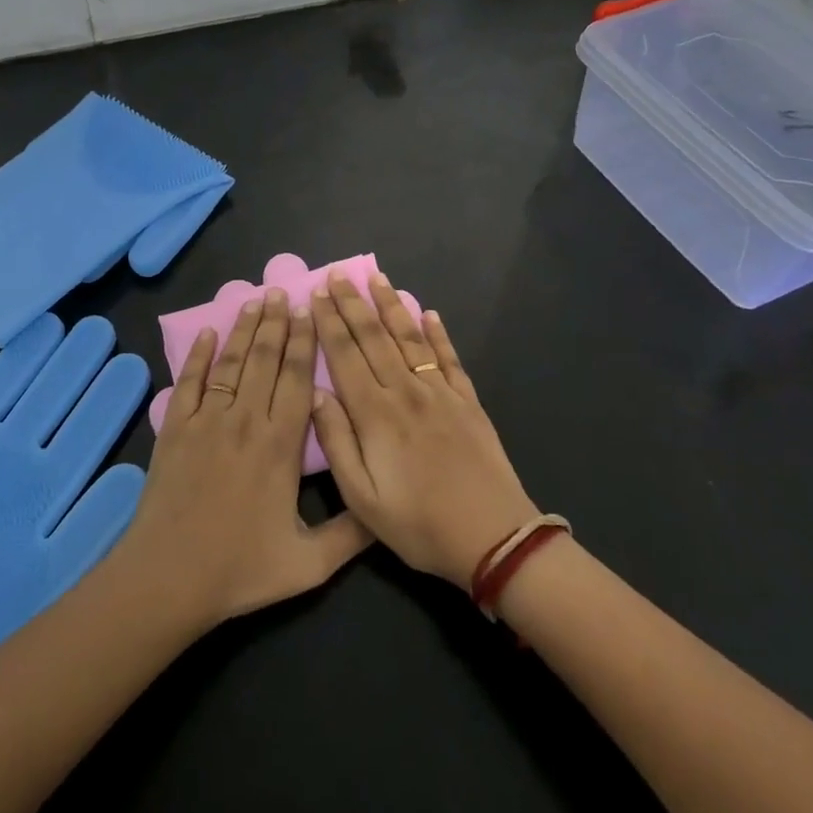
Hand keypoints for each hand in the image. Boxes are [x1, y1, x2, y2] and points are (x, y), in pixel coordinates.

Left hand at [114, 288, 372, 631]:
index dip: (304, 343)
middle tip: (282, 291)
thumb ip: (351, 535)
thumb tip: (386, 511)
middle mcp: (246, 420)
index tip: (309, 312)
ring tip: (254, 299)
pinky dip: (199, 354)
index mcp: (281, 445)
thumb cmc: (240, 569)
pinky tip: (208, 332)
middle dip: (275, 323)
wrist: (169, 576)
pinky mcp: (175, 428)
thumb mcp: (308, 564)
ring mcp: (207, 420)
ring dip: (243, 329)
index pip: (297, 379)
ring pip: (231, 363)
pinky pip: (189, 381)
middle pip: (264, 359)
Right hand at [309, 273, 538, 589]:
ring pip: (409, 338)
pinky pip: (448, 358)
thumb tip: (317, 393)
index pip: (345, 355)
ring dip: (391, 305)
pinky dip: (438, 333)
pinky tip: (428, 313)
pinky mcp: (467, 401)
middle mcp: (405, 392)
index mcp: (375, 414)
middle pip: (374, 337)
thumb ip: (336, 443)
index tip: (318, 293)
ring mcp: (440, 393)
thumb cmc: (420, 524)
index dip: (329, 322)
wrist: (495, 538)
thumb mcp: (363, 499)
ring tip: (376, 277)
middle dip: (353, 303)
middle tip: (338, 274)